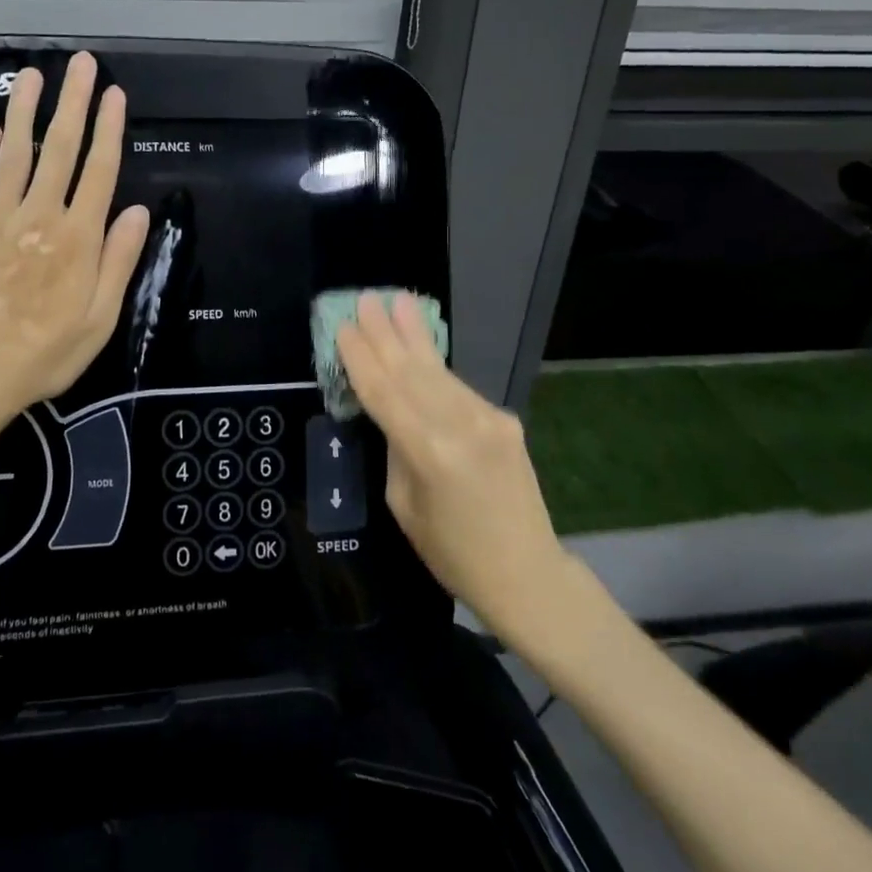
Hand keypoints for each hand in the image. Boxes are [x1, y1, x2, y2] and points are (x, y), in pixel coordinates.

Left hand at [0, 52, 150, 423]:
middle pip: (59, 149)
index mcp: (77, 238)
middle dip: (72, 102)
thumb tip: (136, 210)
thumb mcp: (100, 318)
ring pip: (14, 153)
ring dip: (24, 111)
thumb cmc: (47, 353)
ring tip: (31, 74)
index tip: (114, 94)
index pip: (98, 170)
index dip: (109, 129)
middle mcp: (39, 216)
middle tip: (80, 63)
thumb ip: (118, 261)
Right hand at [335, 292, 563, 630]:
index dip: (361, 357)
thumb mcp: (404, 505)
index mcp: (428, 451)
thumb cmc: (452, 553)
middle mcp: (460, 424)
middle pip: (411, 370)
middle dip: (386, 332)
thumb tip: (393, 412)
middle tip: (367, 298)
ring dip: (414, 336)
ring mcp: (487, 418)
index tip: (344, 326)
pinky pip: (458, 389)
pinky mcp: (504, 419)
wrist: (527, 573)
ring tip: (398, 302)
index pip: (384, 392)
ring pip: (438, 371)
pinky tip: (421, 346)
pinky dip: (435, 367)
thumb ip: (396, 449)